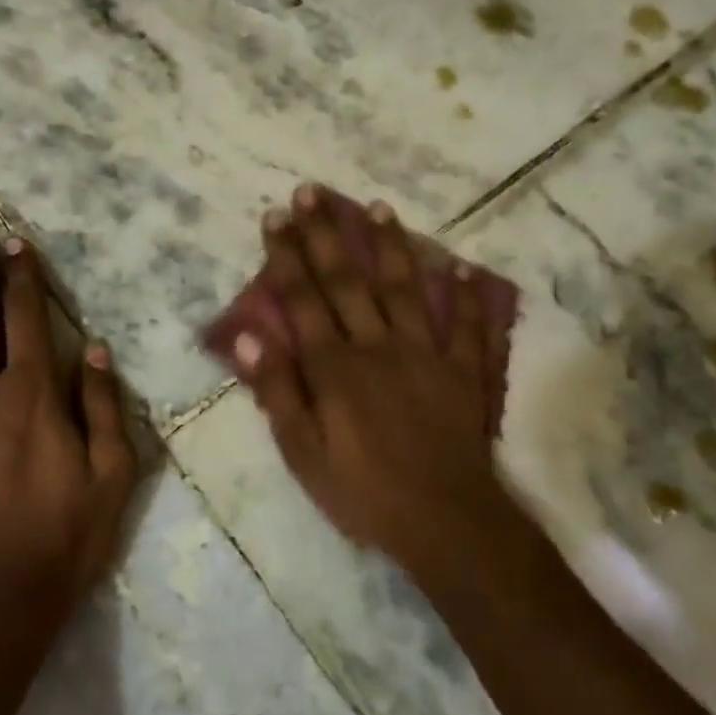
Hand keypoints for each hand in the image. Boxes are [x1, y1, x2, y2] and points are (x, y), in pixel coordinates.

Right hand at [231, 186, 507, 582]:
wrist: (444, 521)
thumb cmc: (363, 493)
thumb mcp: (303, 454)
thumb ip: (278, 392)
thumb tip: (250, 338)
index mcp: (335, 368)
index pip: (303, 300)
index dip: (286, 257)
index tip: (275, 217)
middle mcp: (377, 347)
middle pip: (347, 281)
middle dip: (326, 234)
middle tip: (312, 193)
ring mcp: (425, 354)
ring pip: (404, 289)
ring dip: (390, 247)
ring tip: (379, 208)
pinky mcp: (462, 371)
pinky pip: (465, 326)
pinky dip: (463, 296)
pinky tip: (459, 267)